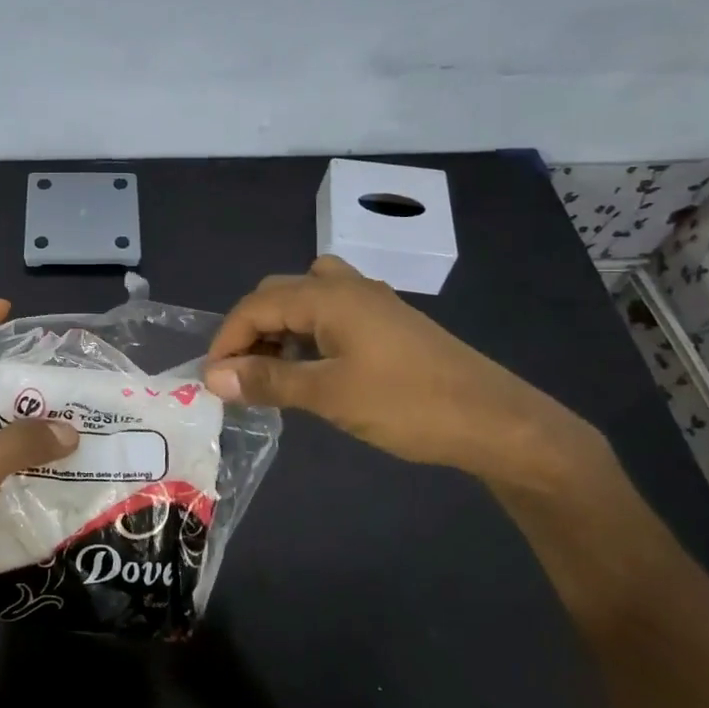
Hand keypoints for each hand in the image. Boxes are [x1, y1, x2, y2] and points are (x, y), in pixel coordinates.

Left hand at [0, 298, 78, 630]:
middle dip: (24, 382)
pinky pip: (6, 467)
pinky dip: (33, 464)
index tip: (6, 312)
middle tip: (71, 385)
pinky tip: (67, 473)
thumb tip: (71, 429)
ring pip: (0, 430)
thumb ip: (23, 443)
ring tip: (82, 427)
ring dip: (35, 427)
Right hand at [204, 256, 596, 486]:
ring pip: (306, 299)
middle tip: (240, 375)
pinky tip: (312, 367)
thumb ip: (268, 380)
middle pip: (278, 294)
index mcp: (328, 295)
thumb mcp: (329, 394)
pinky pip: (331, 312)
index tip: (213, 381)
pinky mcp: (388, 322)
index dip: (227, 340)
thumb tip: (212, 376)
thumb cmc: (408, 404)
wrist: (496, 421)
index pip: (255, 305)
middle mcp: (347, 286)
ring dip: (279, 328)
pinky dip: (307, 333)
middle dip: (249, 330)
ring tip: (272, 370)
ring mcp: (372, 302)